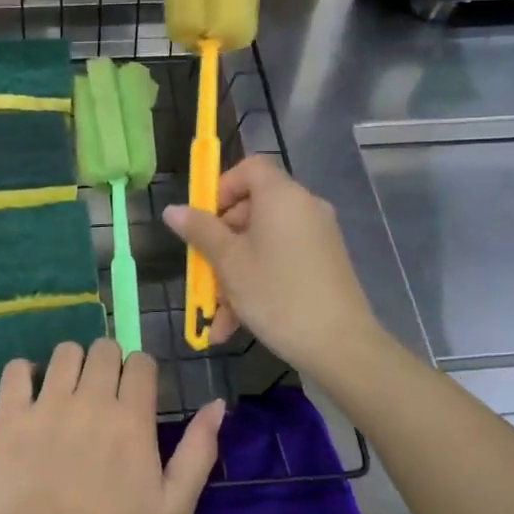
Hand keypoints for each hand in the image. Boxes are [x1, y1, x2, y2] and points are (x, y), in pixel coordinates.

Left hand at [0, 339, 224, 513]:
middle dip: (108, 363)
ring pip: (64, 352)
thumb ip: (198, 451)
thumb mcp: (173, 509)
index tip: (135, 394)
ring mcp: (47, 405)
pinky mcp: (10, 417)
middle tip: (102, 395)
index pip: (141, 362)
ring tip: (67, 393)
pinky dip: (24, 373)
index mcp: (132, 417)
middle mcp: (91, 399)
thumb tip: (217, 404)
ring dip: (71, 365)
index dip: (141, 373)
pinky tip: (30, 394)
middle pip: (103, 349)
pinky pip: (15, 370)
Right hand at [163, 155, 385, 385]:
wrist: (341, 345)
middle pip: (253, 208)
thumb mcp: (229, 262)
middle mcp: (304, 207)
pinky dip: (258, 280)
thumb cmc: (276, 294)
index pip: (250, 168)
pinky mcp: (324, 262)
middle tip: (204, 273)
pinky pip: (281, 259)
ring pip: (263, 241)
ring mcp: (318, 236)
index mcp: (282, 196)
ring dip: (235, 271)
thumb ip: (200, 231)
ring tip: (216, 314)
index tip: (205, 221)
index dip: (222, 188)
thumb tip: (173, 209)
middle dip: (222, 241)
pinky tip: (237, 323)